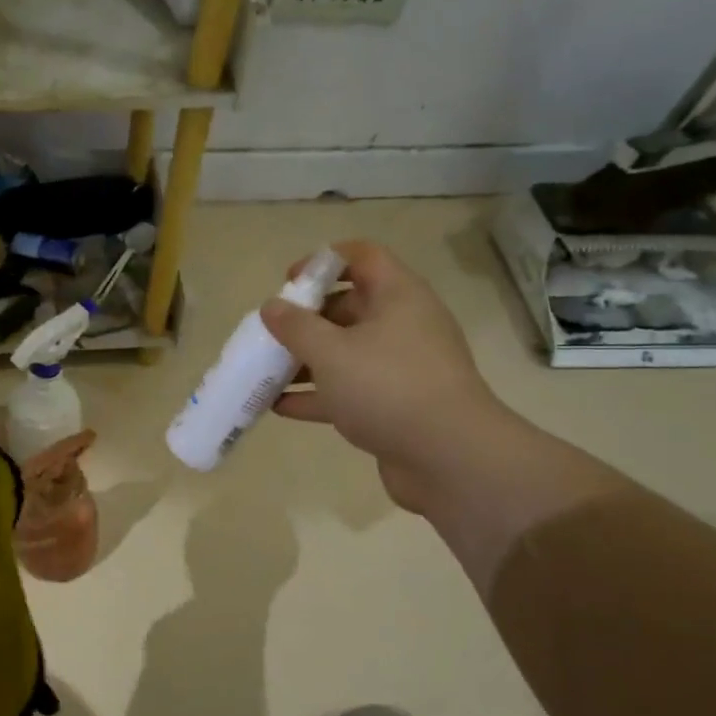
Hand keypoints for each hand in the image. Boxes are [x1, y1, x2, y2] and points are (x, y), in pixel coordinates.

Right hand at [262, 241, 506, 513]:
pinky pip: (349, 390)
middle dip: (306, 319)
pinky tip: (278, 407)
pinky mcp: (395, 406)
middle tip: (272, 333)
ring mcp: (400, 368)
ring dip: (306, 360)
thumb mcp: (331, 352)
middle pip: (349, 307)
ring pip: (346, 353)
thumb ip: (296, 326)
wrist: (450, 458)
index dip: (323, 261)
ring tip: (265, 372)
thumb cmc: (387, 387)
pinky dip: (317, 396)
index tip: (288, 281)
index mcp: (397, 297)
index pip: (362, 257)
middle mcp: (403, 325)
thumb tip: (272, 306)